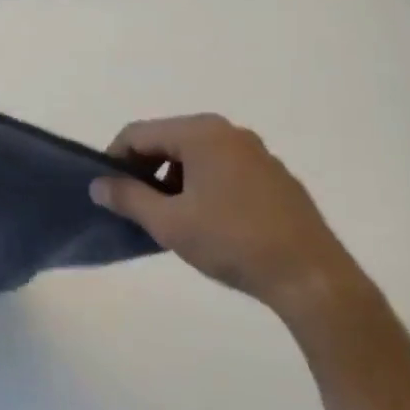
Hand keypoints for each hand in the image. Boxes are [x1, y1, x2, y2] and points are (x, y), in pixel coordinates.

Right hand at [90, 115, 370, 325]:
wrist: (311, 276)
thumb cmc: (232, 241)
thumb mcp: (169, 223)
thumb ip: (128, 198)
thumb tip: (98, 185)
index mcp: (200, 133)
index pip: (138, 133)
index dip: (114, 159)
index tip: (107, 190)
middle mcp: (228, 132)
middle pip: (167, 140)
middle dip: (144, 169)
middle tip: (134, 205)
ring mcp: (256, 153)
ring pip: (195, 155)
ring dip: (172, 179)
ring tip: (168, 217)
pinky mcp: (274, 176)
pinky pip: (222, 168)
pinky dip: (202, 185)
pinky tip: (206, 221)